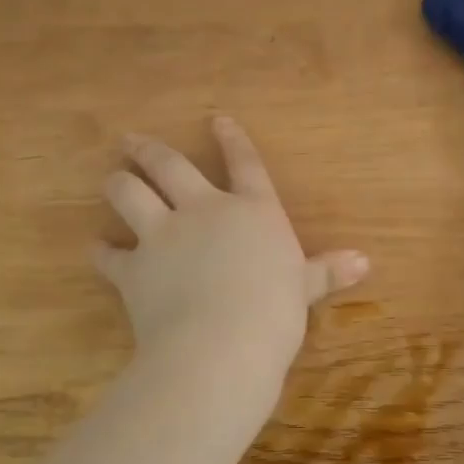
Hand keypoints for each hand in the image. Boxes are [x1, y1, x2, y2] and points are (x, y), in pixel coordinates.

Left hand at [93, 117, 368, 390]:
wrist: (221, 343)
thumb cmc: (275, 312)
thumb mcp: (305, 289)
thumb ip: (327, 271)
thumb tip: (366, 262)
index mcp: (252, 211)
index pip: (244, 164)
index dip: (232, 139)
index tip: (216, 119)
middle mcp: (204, 211)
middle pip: (171, 167)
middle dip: (150, 149)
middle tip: (129, 139)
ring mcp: (164, 235)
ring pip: (131, 194)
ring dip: (118, 184)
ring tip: (110, 177)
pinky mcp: (134, 268)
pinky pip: (110, 255)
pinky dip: (102, 251)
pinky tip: (96, 248)